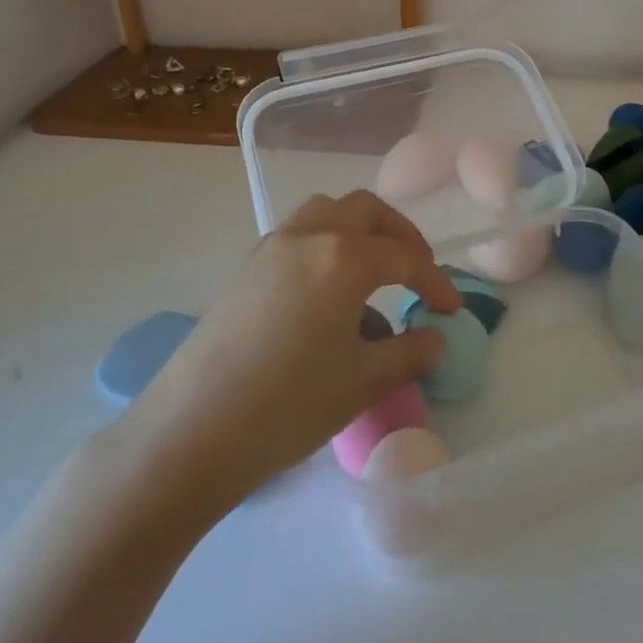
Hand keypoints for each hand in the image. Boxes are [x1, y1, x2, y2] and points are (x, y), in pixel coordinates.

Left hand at [104, 191, 461, 520]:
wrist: (191, 432)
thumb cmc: (288, 406)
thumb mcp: (362, 383)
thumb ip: (408, 352)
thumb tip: (435, 338)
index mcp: (345, 258)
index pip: (406, 258)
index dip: (435, 282)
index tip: (451, 310)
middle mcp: (310, 236)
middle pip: (367, 211)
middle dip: (400, 235)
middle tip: (416, 272)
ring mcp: (273, 246)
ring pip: (328, 211)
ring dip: (359, 228)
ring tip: (373, 269)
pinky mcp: (248, 265)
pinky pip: (299, 231)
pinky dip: (326, 241)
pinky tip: (328, 289)